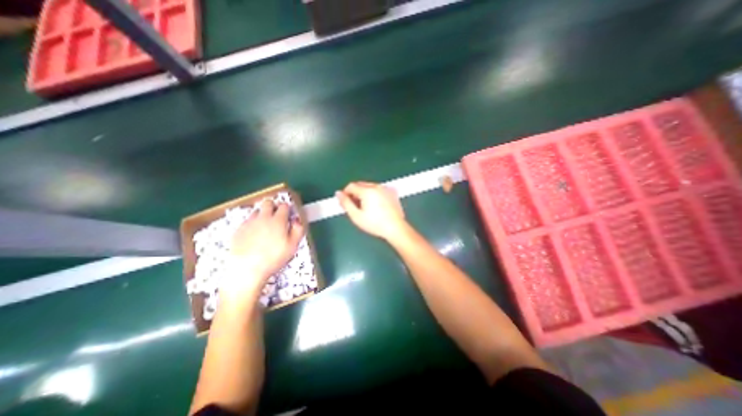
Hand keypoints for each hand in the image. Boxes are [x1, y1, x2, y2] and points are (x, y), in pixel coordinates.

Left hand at [226, 200, 306, 296]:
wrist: (247, 269)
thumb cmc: (274, 258)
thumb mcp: (293, 246)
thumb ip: (298, 230)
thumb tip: (297, 220)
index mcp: (278, 220)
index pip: (284, 206)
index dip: (287, 208)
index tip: (288, 214)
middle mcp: (263, 218)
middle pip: (268, 203)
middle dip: (273, 206)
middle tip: (276, 216)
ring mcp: (249, 223)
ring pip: (256, 211)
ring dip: (262, 214)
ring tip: (265, 226)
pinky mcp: (238, 230)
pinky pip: (247, 221)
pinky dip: (252, 224)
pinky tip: (254, 235)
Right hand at [336, 181, 405, 239]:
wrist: (395, 228)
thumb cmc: (375, 224)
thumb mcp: (356, 216)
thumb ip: (345, 203)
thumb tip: (338, 193)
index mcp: (367, 191)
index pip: (351, 186)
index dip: (345, 193)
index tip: (346, 203)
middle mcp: (377, 186)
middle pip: (360, 184)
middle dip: (355, 193)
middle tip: (355, 206)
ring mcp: (386, 188)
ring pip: (370, 186)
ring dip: (365, 193)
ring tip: (366, 207)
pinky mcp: (392, 192)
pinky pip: (379, 189)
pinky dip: (375, 194)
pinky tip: (377, 205)